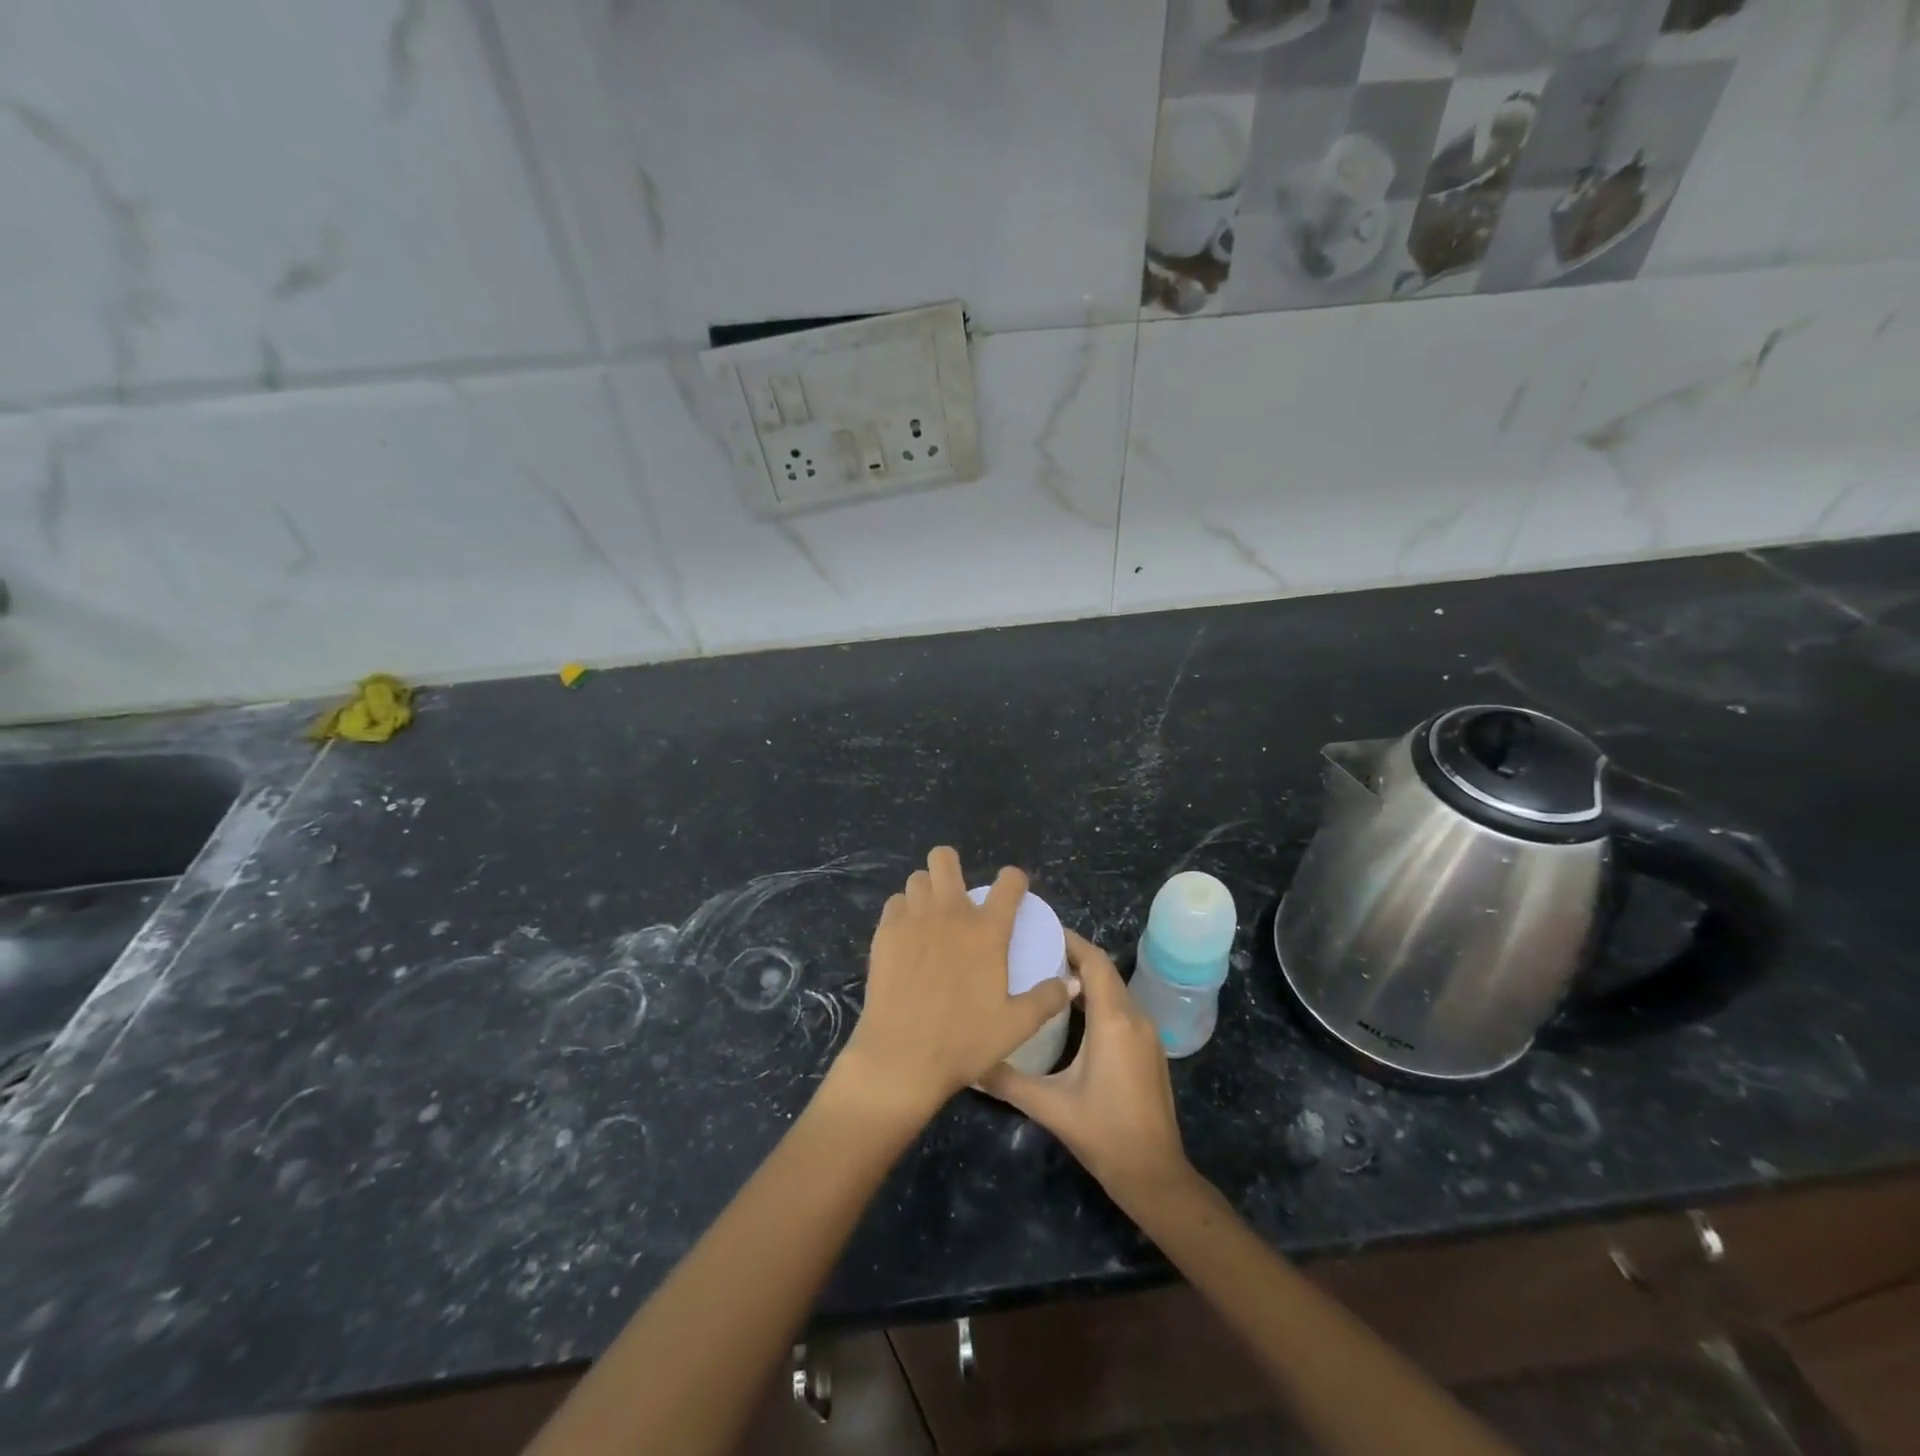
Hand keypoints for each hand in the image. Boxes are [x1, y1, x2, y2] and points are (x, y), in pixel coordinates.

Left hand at [836, 848, 1072, 1121]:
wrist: (902, 1058)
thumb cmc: (964, 1042)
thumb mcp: (1016, 1026)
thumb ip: (1047, 999)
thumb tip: (1072, 982)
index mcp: (987, 931)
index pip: (1008, 883)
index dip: (1014, 880)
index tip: (1013, 890)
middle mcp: (950, 914)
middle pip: (944, 859)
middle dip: (952, 866)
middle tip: (958, 894)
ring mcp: (913, 920)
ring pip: (917, 879)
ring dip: (927, 890)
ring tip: (931, 914)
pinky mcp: (885, 934)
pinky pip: (894, 904)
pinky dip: (903, 911)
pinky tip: (907, 934)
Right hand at [980, 931, 1190, 1208]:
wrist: (1155, 1175)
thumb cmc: (1103, 1134)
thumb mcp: (1050, 1106)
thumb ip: (1007, 1080)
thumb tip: (969, 1064)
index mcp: (1113, 1021)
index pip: (1094, 961)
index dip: (1070, 941)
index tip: (1039, 930)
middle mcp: (1135, 1017)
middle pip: (1105, 970)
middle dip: (1073, 955)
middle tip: (1034, 950)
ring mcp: (1148, 1033)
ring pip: (1115, 988)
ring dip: (1086, 977)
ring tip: (1046, 975)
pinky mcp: (1150, 1049)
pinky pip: (1122, 1007)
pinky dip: (1098, 997)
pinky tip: (1071, 1012)